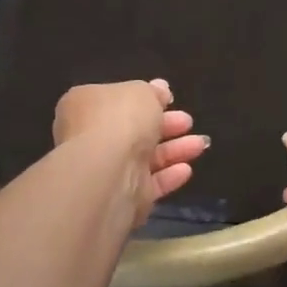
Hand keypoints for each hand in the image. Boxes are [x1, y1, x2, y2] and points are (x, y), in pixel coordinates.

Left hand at [53, 79, 209, 225]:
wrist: (110, 172)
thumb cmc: (120, 120)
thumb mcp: (140, 92)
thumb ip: (152, 92)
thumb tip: (160, 89)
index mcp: (86, 106)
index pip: (116, 100)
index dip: (144, 99)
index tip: (169, 99)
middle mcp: (91, 138)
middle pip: (133, 130)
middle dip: (165, 124)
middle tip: (188, 121)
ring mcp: (106, 169)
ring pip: (145, 157)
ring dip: (175, 150)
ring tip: (200, 143)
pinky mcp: (122, 196)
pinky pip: (149, 182)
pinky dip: (168, 176)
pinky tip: (187, 169)